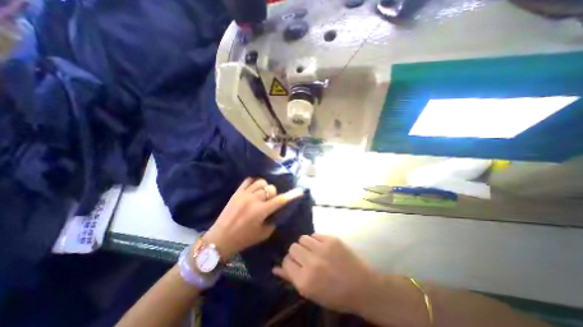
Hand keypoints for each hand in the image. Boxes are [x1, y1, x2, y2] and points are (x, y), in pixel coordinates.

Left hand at [203, 178, 302, 261]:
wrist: (220, 238)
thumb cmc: (243, 239)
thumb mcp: (263, 234)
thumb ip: (273, 221)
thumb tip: (277, 210)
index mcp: (261, 211)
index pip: (280, 200)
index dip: (291, 195)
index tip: (299, 191)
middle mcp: (254, 200)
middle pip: (270, 188)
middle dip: (274, 194)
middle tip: (270, 201)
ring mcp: (244, 194)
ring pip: (261, 182)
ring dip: (265, 187)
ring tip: (262, 194)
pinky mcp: (237, 192)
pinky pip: (248, 180)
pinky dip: (254, 182)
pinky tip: (254, 188)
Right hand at [272, 234, 373, 312]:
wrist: (361, 286)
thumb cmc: (335, 294)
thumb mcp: (311, 292)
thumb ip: (291, 278)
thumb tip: (274, 268)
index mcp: (305, 281)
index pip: (286, 262)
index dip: (290, 262)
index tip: (297, 265)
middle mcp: (311, 263)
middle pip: (293, 247)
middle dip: (297, 253)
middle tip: (306, 258)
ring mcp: (322, 249)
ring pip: (302, 238)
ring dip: (306, 245)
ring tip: (314, 251)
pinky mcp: (331, 239)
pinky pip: (315, 234)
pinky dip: (316, 240)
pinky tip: (323, 248)